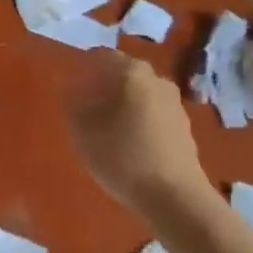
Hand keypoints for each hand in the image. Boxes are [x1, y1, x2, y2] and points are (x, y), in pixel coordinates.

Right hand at [65, 52, 215, 221]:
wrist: (175, 196)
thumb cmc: (123, 156)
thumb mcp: (83, 130)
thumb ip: (71, 102)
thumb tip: (68, 86)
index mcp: (131, 72)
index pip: (100, 56)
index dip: (82, 68)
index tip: (70, 87)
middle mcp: (156, 78)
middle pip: (122, 72)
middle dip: (102, 85)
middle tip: (85, 108)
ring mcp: (174, 102)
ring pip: (139, 92)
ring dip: (122, 103)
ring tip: (106, 128)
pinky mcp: (183, 125)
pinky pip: (153, 112)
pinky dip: (139, 119)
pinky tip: (130, 143)